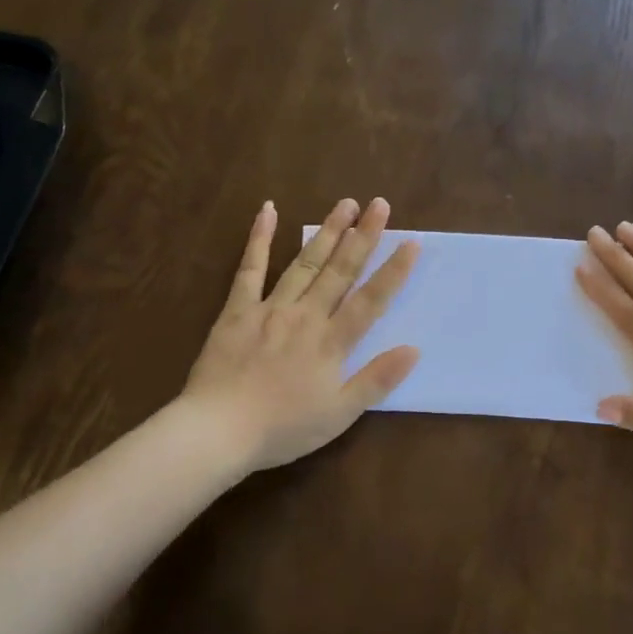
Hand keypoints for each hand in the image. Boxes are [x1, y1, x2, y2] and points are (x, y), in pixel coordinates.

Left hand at [183, 197, 420, 472]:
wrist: (218, 430)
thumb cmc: (283, 428)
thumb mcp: (339, 414)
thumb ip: (376, 379)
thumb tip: (414, 349)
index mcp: (331, 342)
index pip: (371, 300)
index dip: (393, 271)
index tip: (411, 241)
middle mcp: (306, 316)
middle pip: (340, 271)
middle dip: (363, 236)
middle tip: (380, 204)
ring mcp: (270, 308)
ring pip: (304, 262)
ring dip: (327, 231)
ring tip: (346, 203)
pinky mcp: (238, 309)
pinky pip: (250, 268)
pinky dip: (259, 238)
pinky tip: (268, 210)